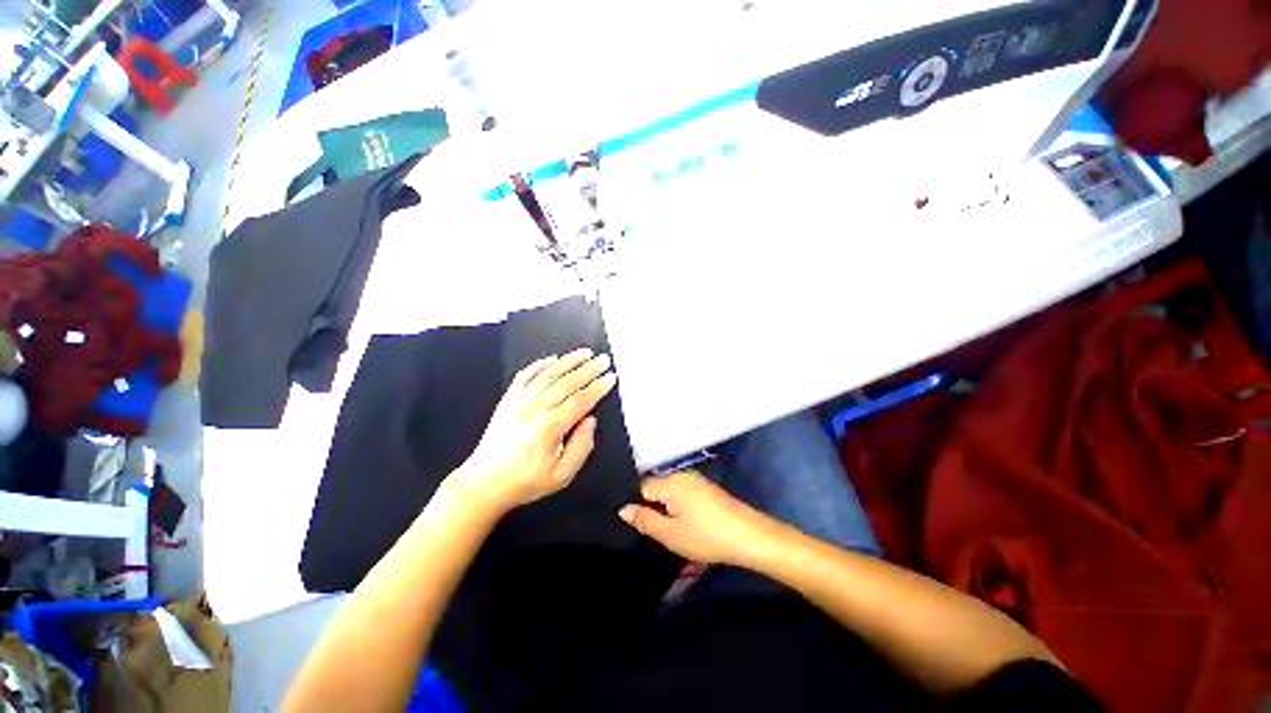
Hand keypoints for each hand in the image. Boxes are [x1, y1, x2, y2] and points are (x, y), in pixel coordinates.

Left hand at [455, 349, 616, 512]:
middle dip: (589, 369)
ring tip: (585, 353)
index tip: (612, 377)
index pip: (580, 400)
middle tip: (604, 359)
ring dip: (569, 360)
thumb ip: (580, 447)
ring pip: (548, 373)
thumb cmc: (525, 482)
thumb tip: (591, 421)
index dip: (598, 387)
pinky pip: (525, 375)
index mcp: (549, 427)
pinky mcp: (508, 399)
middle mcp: (534, 408)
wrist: (483, 484)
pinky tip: (553, 358)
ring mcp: (518, 401)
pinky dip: (540, 364)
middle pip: (567, 382)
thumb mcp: (561, 476)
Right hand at [619, 470, 782, 565]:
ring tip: (673, 531)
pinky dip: (681, 507)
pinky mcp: (707, 489)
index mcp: (671, 482)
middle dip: (654, 507)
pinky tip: (688, 524)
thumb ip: (645, 520)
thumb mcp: (670, 534)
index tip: (642, 525)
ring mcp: (696, 480)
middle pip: (657, 488)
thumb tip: (623, 509)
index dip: (639, 506)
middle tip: (659, 532)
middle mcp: (682, 475)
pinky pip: (684, 494)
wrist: (748, 536)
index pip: (642, 487)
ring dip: (668, 509)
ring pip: (671, 492)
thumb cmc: (706, 536)